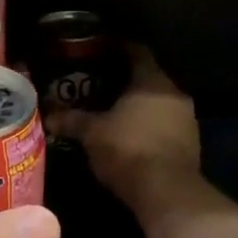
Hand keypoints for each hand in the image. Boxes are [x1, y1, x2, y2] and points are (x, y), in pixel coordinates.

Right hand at [49, 46, 200, 212]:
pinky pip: (164, 123)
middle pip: (147, 77)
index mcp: (152, 81)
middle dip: (123, 79)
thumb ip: (71, 120)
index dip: (116, 46)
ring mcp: (186, 119)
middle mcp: (174, 93)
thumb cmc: (127, 150)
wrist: (166, 192)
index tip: (98, 45)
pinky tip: (127, 134)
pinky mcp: (189, 143)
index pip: (136, 51)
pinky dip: (146, 124)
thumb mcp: (92, 133)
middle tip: (97, 81)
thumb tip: (48, 115)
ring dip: (136, 104)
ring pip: (157, 102)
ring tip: (110, 109)